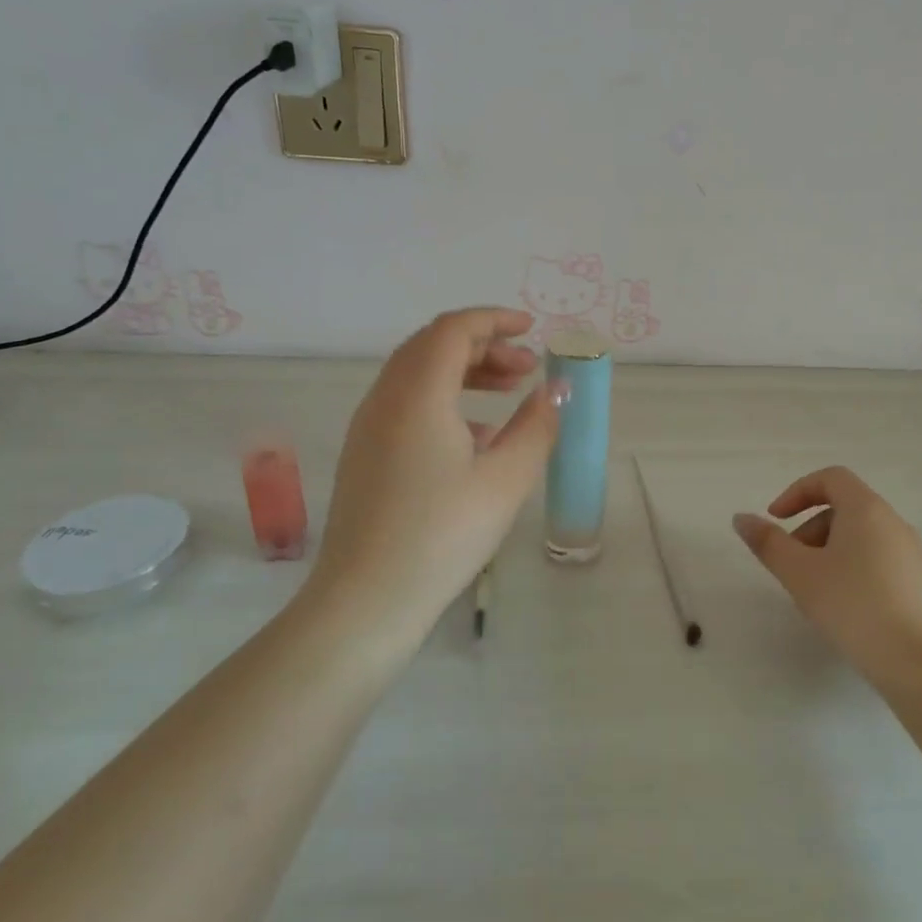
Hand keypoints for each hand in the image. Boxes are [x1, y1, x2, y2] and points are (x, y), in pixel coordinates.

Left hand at [307, 308, 564, 655]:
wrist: (366, 600)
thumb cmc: (443, 536)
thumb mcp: (506, 480)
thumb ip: (537, 426)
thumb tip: (557, 389)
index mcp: (417, 395)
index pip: (454, 330)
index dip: (495, 321)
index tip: (532, 330)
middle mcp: (385, 399)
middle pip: (433, 346)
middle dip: (484, 346)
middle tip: (527, 367)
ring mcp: (368, 427)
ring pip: (418, 375)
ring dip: (465, 371)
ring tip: (509, 392)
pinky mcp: (365, 454)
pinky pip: (406, 404)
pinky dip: (445, 399)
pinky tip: (478, 435)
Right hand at [733, 466, 921, 672]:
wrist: (916, 661)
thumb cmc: (851, 605)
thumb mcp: (799, 572)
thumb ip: (768, 542)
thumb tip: (741, 518)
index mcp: (866, 509)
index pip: (830, 478)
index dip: (797, 492)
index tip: (776, 519)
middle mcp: (893, 522)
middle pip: (844, 508)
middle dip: (809, 528)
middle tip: (791, 564)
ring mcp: (911, 552)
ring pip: (861, 536)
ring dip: (829, 550)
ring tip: (814, 590)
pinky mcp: (920, 582)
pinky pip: (878, 559)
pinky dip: (853, 568)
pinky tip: (844, 607)